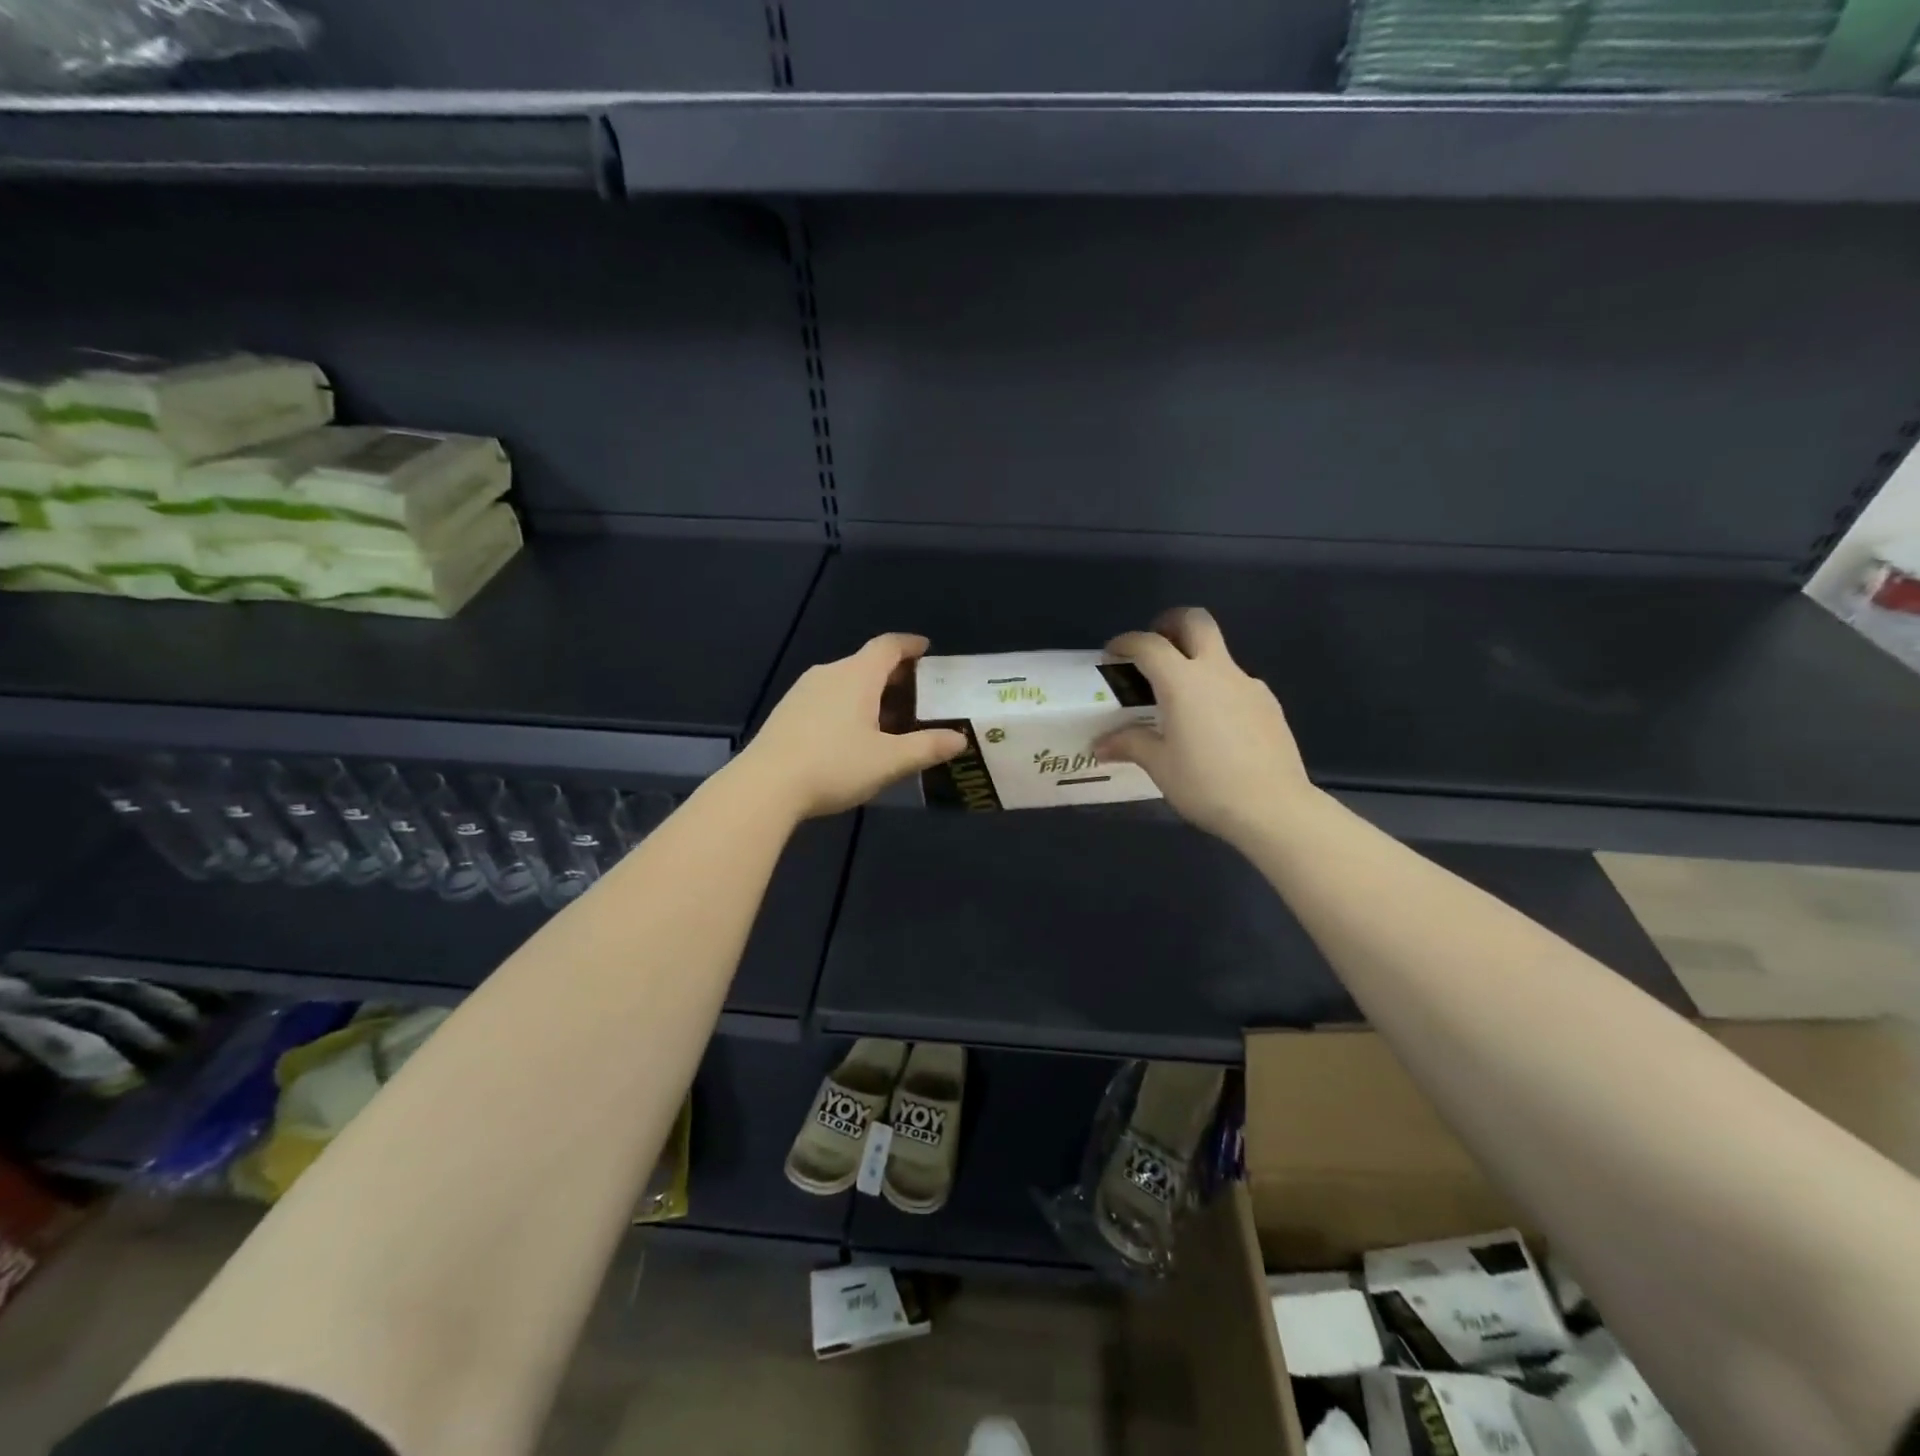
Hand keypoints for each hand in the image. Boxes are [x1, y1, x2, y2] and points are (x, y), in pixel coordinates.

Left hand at [737, 633, 966, 820]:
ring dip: (870, 693)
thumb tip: (959, 739)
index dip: (910, 645)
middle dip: (894, 675)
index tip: (926, 649)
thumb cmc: (834, 765)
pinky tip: (851, 735)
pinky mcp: (787, 712)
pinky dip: (847, 706)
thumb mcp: (889, 761)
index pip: (888, 646)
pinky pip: (826, 698)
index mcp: (857, 676)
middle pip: (867, 663)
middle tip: (917, 694)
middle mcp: (829, 673)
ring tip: (888, 719)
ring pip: (845, 682)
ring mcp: (803, 691)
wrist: (765, 786)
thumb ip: (927, 747)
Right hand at [1096, 607, 1315, 847]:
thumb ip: (1130, 744)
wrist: (1274, 807)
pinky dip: (1218, 689)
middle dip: (1171, 623)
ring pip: (1219, 654)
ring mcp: (1248, 685)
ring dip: (1196, 661)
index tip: (1112, 654)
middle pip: (1196, 622)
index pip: (1149, 644)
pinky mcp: (1268, 704)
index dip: (1126, 643)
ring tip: (1181, 700)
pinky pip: (1236, 683)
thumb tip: (1101, 744)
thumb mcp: (1160, 766)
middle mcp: (1217, 671)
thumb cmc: (1206, 784)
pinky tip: (1214, 725)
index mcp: (1183, 681)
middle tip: (1155, 646)